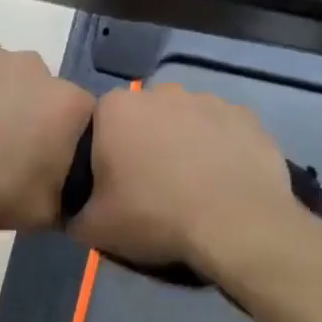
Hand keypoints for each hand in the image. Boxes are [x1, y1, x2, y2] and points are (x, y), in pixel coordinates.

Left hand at [0, 42, 93, 231]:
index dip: (64, 140)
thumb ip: (68, 198)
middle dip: (30, 112)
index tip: (44, 161)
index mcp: (66, 103)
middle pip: (42, 90)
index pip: (81, 117)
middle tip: (4, 147)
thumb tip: (71, 194)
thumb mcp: (42, 214)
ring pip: (2, 74)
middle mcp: (35, 66)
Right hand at [68, 84, 298, 273]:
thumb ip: (74, 212)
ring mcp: (209, 100)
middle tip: (152, 186)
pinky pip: (223, 131)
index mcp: (117, 109)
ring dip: (184, 144)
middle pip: (144, 117)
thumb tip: (74, 211)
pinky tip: (223, 181)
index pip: (100, 124)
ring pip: (186, 121)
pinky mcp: (247, 117)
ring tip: (192, 186)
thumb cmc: (156, 217)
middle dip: (145, 142)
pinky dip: (220, 150)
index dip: (105, 155)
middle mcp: (162, 92)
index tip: (114, 185)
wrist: (237, 225)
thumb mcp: (94, 228)